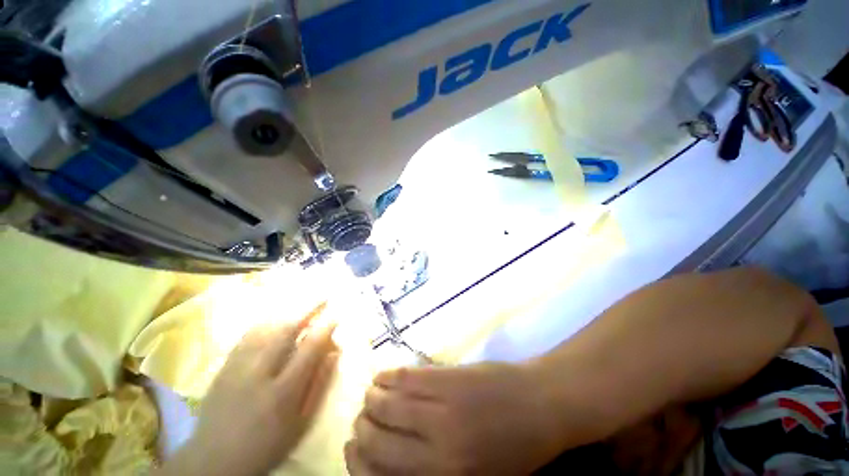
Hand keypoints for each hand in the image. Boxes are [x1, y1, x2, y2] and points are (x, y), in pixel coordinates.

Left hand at [161, 310, 338, 475]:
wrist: (212, 460)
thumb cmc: (265, 445)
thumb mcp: (300, 423)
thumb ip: (319, 385)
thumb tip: (334, 352)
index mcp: (282, 392)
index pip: (310, 349)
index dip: (326, 327)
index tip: (336, 314)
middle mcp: (259, 374)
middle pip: (286, 330)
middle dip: (308, 308)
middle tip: (323, 295)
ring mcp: (237, 368)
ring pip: (266, 328)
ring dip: (288, 311)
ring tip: (303, 300)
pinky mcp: (223, 367)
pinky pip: (247, 335)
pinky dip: (266, 321)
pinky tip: (275, 315)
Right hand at [345, 363, 565, 474]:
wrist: (541, 404)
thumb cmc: (515, 449)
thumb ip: (433, 473)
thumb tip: (394, 464)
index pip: (381, 473)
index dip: (358, 461)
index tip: (352, 449)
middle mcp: (436, 444)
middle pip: (379, 436)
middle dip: (362, 427)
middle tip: (360, 420)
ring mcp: (442, 405)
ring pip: (389, 402)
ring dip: (372, 398)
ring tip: (370, 395)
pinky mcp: (448, 376)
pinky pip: (407, 376)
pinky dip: (389, 375)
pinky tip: (383, 375)